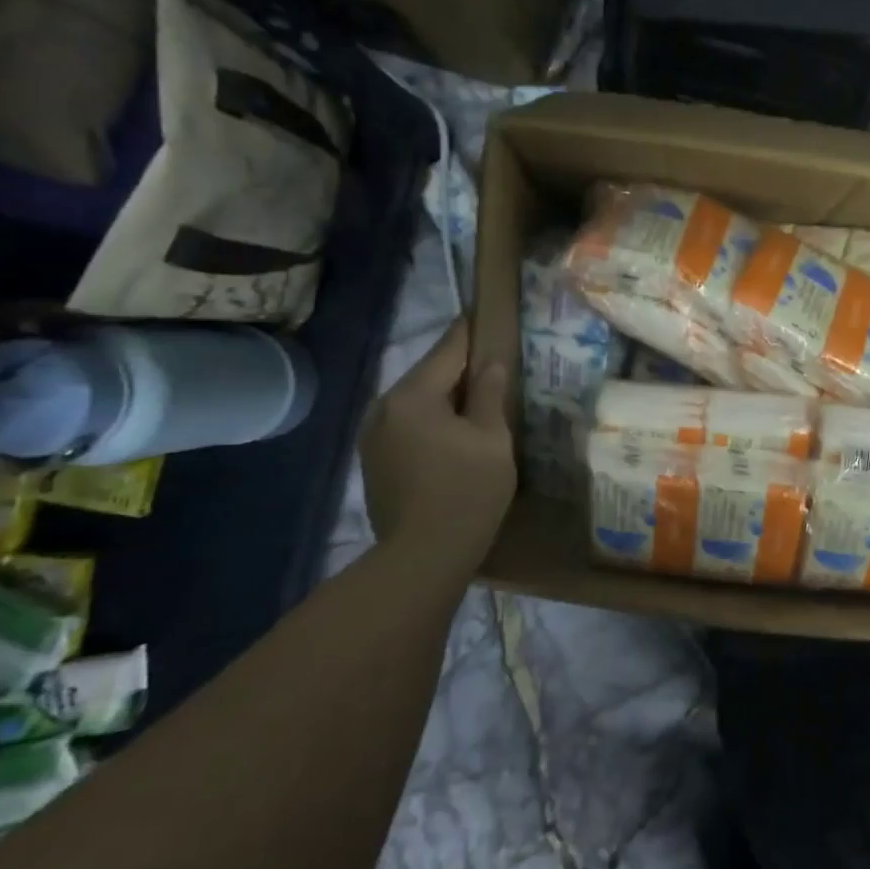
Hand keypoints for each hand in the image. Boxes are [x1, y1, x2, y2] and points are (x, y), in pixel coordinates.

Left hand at [360, 320, 514, 573]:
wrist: (423, 556)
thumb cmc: (467, 492)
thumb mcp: (491, 438)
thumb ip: (488, 393)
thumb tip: (490, 362)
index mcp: (412, 396)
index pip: (448, 349)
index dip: (471, 330)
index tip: (486, 311)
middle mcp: (383, 407)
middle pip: (430, 375)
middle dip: (461, 368)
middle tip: (496, 363)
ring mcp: (373, 435)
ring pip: (418, 402)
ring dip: (447, 398)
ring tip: (479, 401)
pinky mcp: (374, 460)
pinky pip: (409, 425)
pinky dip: (433, 422)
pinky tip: (456, 435)